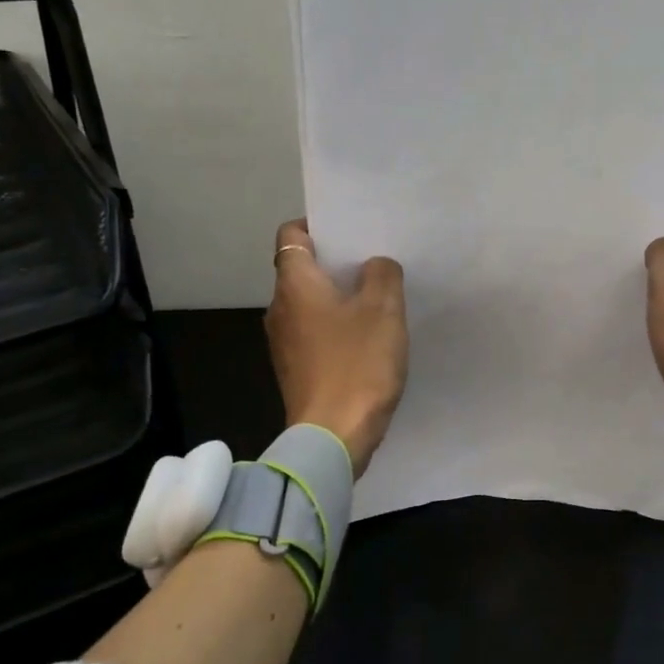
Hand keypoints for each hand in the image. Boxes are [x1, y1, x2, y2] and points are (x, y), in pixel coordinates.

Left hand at [265, 219, 407, 477]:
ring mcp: (284, 343)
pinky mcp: (295, 371)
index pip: (292, 234)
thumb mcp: (383, 310)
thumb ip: (382, 275)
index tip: (350, 233)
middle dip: (336, 265)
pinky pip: (315, 335)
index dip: (318, 226)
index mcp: (294, 284)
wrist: (334, 437)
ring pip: (311, 305)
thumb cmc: (357, 364)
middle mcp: (279, 308)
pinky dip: (336, 330)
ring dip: (339, 300)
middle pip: (302, 270)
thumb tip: (374, 266)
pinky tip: (367, 343)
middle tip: (375, 266)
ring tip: (377, 304)